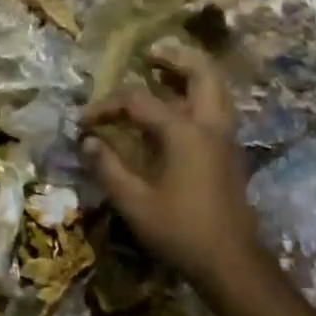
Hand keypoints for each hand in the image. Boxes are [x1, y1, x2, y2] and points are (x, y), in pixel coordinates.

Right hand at [81, 41, 259, 293]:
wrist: (230, 262)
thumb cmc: (180, 230)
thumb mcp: (133, 202)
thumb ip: (108, 167)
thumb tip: (88, 141)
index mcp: (184, 132)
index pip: (138, 100)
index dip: (106, 105)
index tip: (84, 121)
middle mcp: (210, 125)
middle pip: (201, 72)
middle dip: (175, 57)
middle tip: (150, 53)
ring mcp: (226, 138)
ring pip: (216, 87)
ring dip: (192, 72)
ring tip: (165, 69)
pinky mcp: (230, 152)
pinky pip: (217, 106)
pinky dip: (199, 93)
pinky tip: (178, 105)